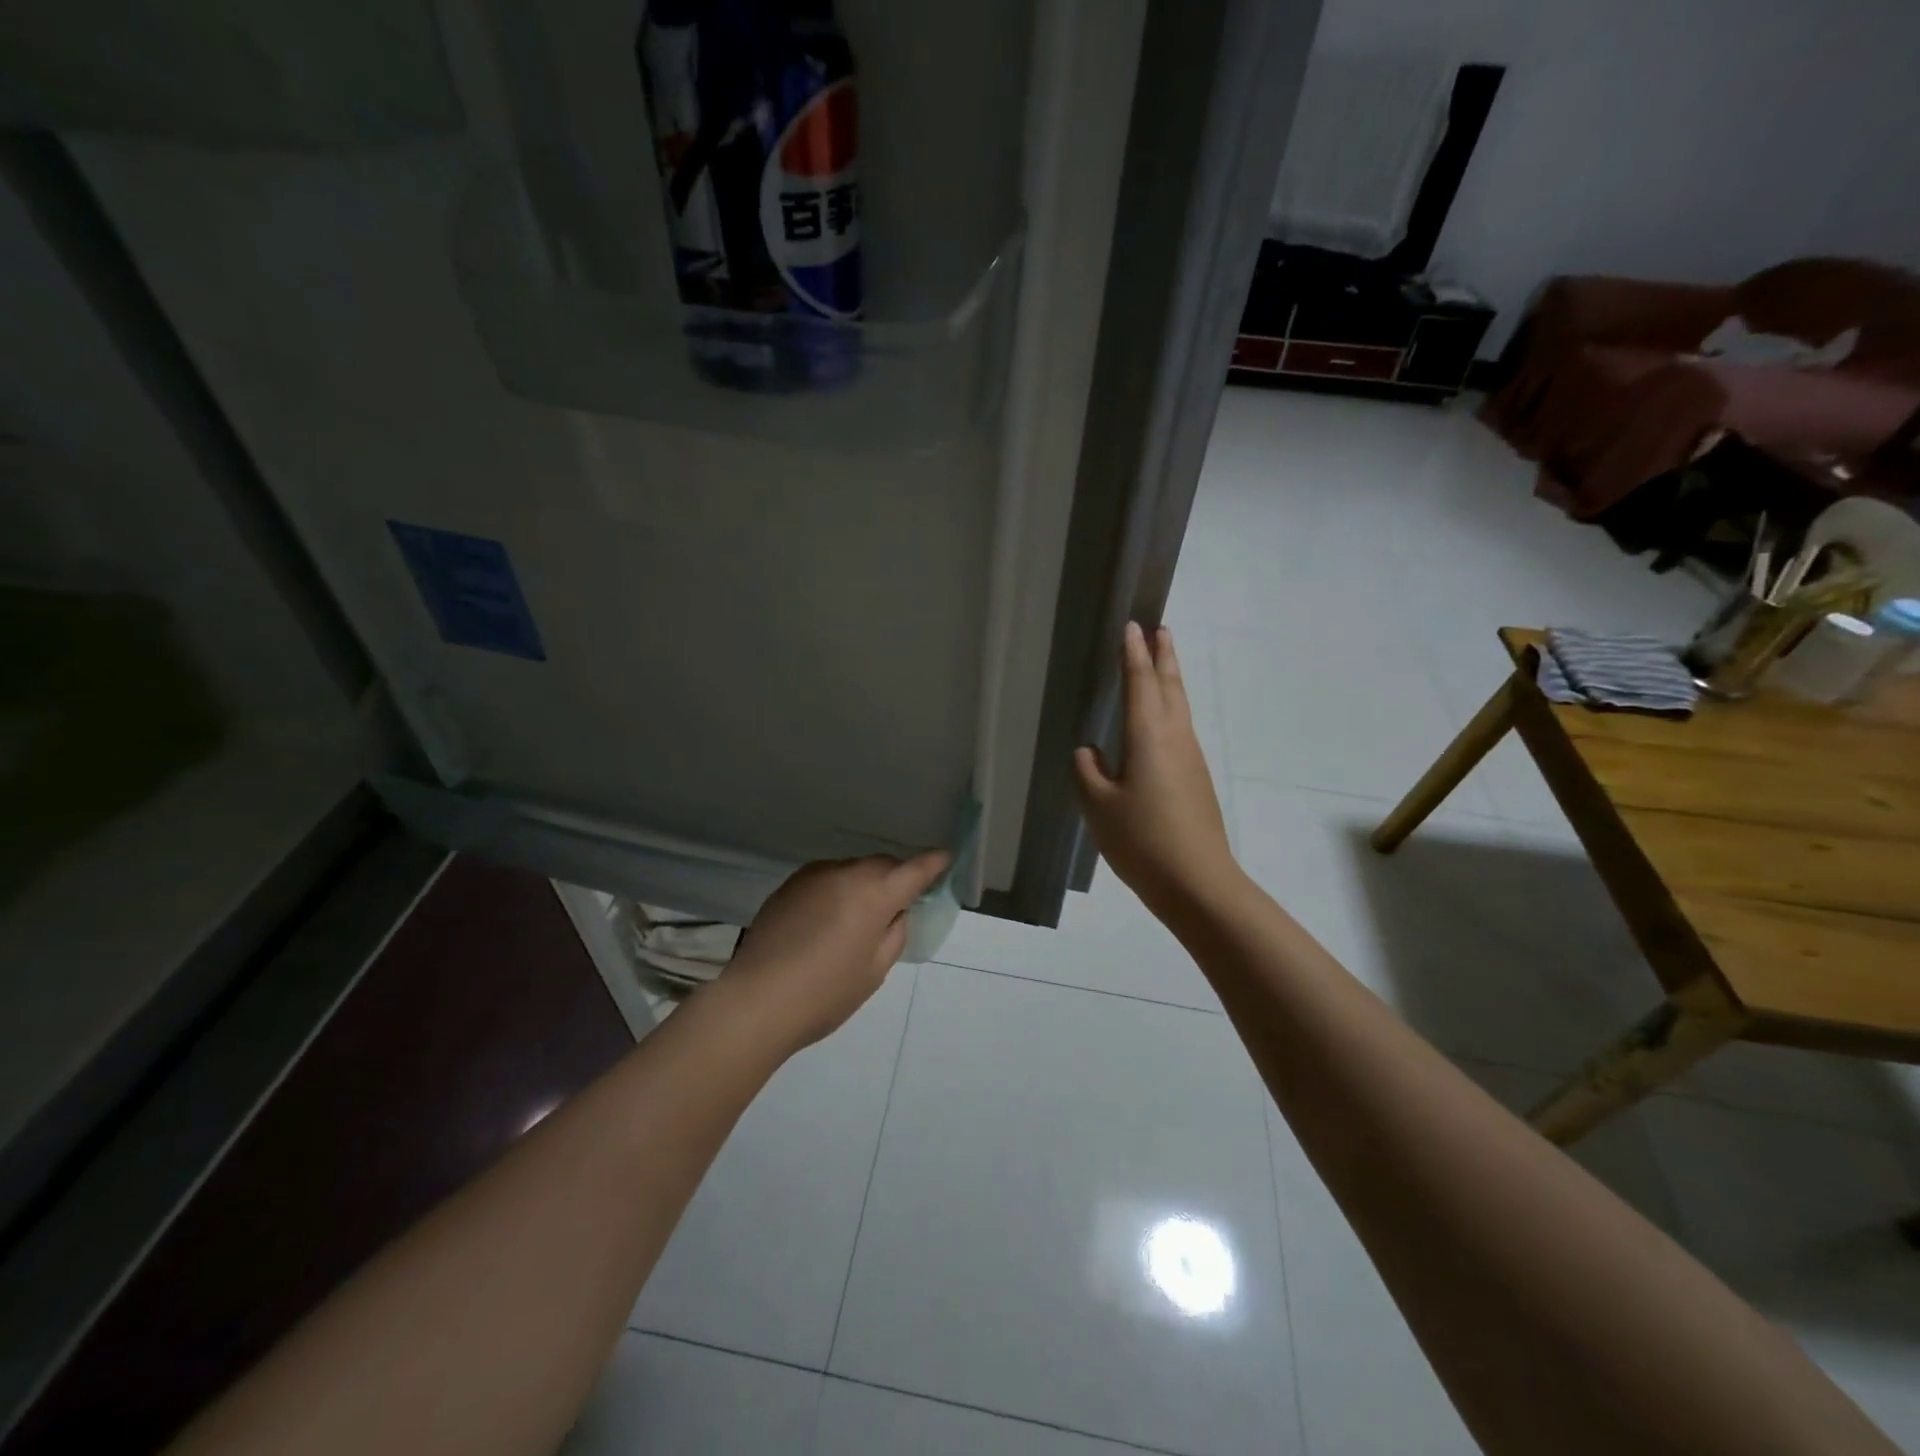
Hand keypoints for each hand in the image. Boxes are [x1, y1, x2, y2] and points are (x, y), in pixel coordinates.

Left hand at [722, 852, 950, 1050]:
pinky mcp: (789, 885)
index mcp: (874, 893)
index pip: (914, 869)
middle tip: (899, 905)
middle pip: (882, 865)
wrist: (755, 1001)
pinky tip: (828, 920)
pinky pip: (827, 879)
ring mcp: (813, 875)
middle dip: (896, 877)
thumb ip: (894, 933)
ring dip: (865, 883)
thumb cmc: (825, 993)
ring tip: (859, 918)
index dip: (933, 863)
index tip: (945, 858)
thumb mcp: (874, 970)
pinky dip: (838, 890)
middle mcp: (845, 873)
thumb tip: (895, 912)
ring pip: (853, 870)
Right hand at [1074, 622, 1236, 912]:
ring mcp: (1191, 758)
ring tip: (1162, 663)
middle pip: (1170, 686)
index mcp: (1148, 736)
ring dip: (1170, 679)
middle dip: (1164, 656)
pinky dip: (1171, 708)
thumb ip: (1088, 772)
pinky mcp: (1196, 778)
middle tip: (1161, 629)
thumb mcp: (1099, 807)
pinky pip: (1181, 729)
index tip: (1134, 626)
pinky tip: (1160, 723)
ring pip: (1179, 706)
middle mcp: (1175, 738)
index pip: (1140, 683)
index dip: (1134, 654)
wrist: (1198, 882)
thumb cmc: (1143, 840)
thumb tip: (1090, 752)